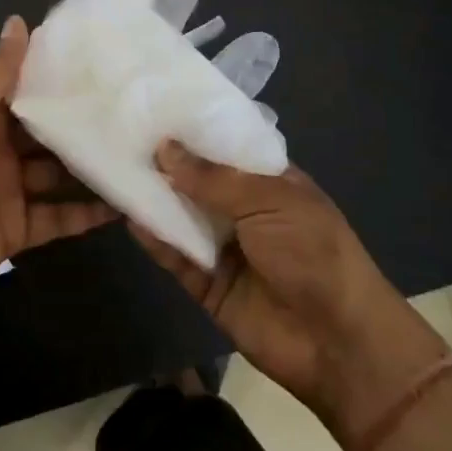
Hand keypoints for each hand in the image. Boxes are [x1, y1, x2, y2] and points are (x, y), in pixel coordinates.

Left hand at [0, 16, 113, 329]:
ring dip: (90, 167)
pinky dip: (85, 214)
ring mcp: (7, 189)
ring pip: (57, 173)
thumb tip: (18, 21)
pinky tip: (124, 205)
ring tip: (142, 155)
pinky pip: (56, 217)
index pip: (24, 86)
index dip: (57, 74)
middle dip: (82, 122)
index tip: (102, 61)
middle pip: (46, 131)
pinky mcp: (15, 229)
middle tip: (136, 110)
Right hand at [133, 142, 445, 436]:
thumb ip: (213, 178)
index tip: (151, 106)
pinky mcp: (207, 285)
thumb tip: (164, 148)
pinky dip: (154, 239)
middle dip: (164, 161)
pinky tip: (128, 216)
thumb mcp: (270, 200)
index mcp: (266, 180)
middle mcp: (242, 209)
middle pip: (195, 180)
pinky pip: (175, 256)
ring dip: (152, 197)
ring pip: (180, 216)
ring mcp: (224, 247)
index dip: (191, 129)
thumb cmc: (314, 253)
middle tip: (118, 133)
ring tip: (112, 168)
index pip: (222, 145)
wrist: (339, 344)